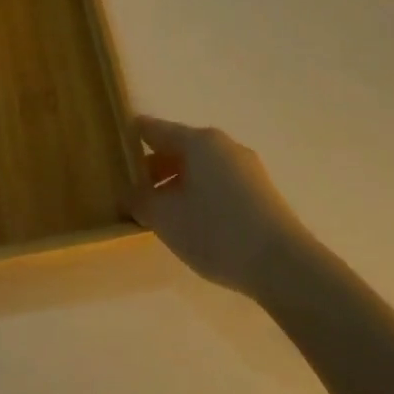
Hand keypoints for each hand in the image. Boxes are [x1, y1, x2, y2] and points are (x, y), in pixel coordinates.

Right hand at [128, 116, 314, 292]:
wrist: (282, 264)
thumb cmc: (215, 231)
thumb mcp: (164, 218)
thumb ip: (139, 200)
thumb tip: (128, 193)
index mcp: (198, 141)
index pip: (153, 129)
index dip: (129, 139)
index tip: (111, 154)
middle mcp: (224, 146)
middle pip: (177, 148)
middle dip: (152, 169)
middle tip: (130, 194)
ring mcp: (246, 168)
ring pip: (199, 168)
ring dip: (175, 185)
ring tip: (158, 214)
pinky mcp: (259, 192)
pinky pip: (217, 183)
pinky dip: (197, 195)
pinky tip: (190, 223)